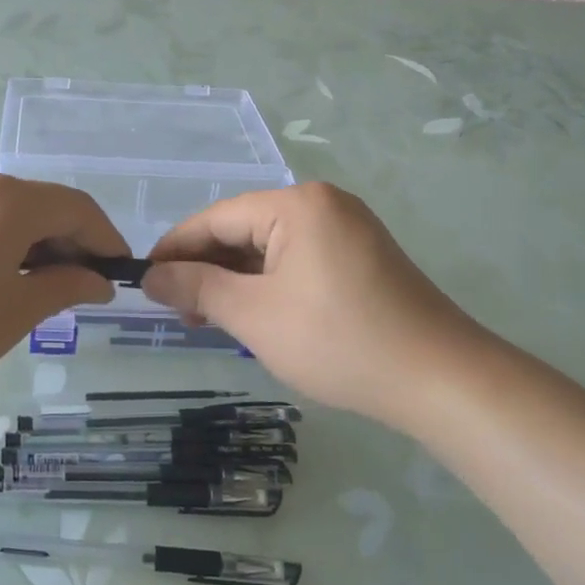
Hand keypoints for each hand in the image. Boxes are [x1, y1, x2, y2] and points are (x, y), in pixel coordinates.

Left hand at [0, 168, 125, 417]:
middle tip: (81, 288)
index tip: (118, 272)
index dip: (104, 238)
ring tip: (40, 289)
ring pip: (6, 211)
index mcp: (4, 198)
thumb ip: (66, 285)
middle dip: (68, 242)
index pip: (75, 207)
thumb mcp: (16, 311)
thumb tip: (99, 280)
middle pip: (39, 204)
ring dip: (33, 243)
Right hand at [143, 183, 500, 430]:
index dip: (175, 249)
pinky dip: (268, 285)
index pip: (217, 218)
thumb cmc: (338, 341)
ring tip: (206, 318)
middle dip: (206, 269)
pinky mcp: (361, 257)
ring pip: (270, 248)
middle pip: (244, 230)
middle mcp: (323, 204)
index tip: (144, 280)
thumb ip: (197, 289)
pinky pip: (297, 261)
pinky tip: (250, 313)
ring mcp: (347, 229)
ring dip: (235, 280)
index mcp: (297, 204)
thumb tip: (150, 277)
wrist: (441, 380)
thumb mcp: (254, 315)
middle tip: (176, 310)